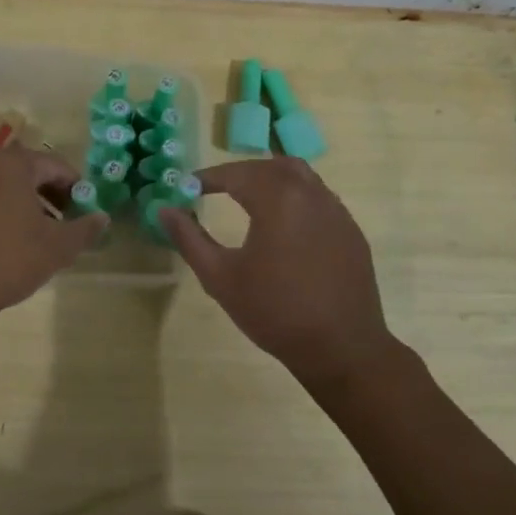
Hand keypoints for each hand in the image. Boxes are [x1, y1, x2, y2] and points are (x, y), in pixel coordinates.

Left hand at [0, 146, 105, 319]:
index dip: (76, 187)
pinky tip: (14, 241)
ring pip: (7, 186)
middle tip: (69, 221)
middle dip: (53, 195)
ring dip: (29, 204)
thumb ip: (85, 228)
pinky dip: (5, 212)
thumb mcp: (58, 246)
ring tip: (44, 234)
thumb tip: (103, 218)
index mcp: (14, 163)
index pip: (56, 165)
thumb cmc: (10, 257)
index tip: (87, 210)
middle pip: (30, 172)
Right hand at [159, 157, 396, 376]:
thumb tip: (164, 209)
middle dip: (239, 173)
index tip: (187, 188)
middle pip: (269, 166)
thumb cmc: (274, 312)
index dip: (208, 177)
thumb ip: (189, 238)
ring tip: (248, 198)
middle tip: (214, 189)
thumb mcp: (220, 277)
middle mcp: (310, 194)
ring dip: (270, 178)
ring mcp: (336, 210)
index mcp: (277, 199)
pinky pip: (319, 197)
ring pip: (300, 175)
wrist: (340, 348)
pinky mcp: (351, 230)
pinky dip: (295, 196)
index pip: (236, 173)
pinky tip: (283, 224)